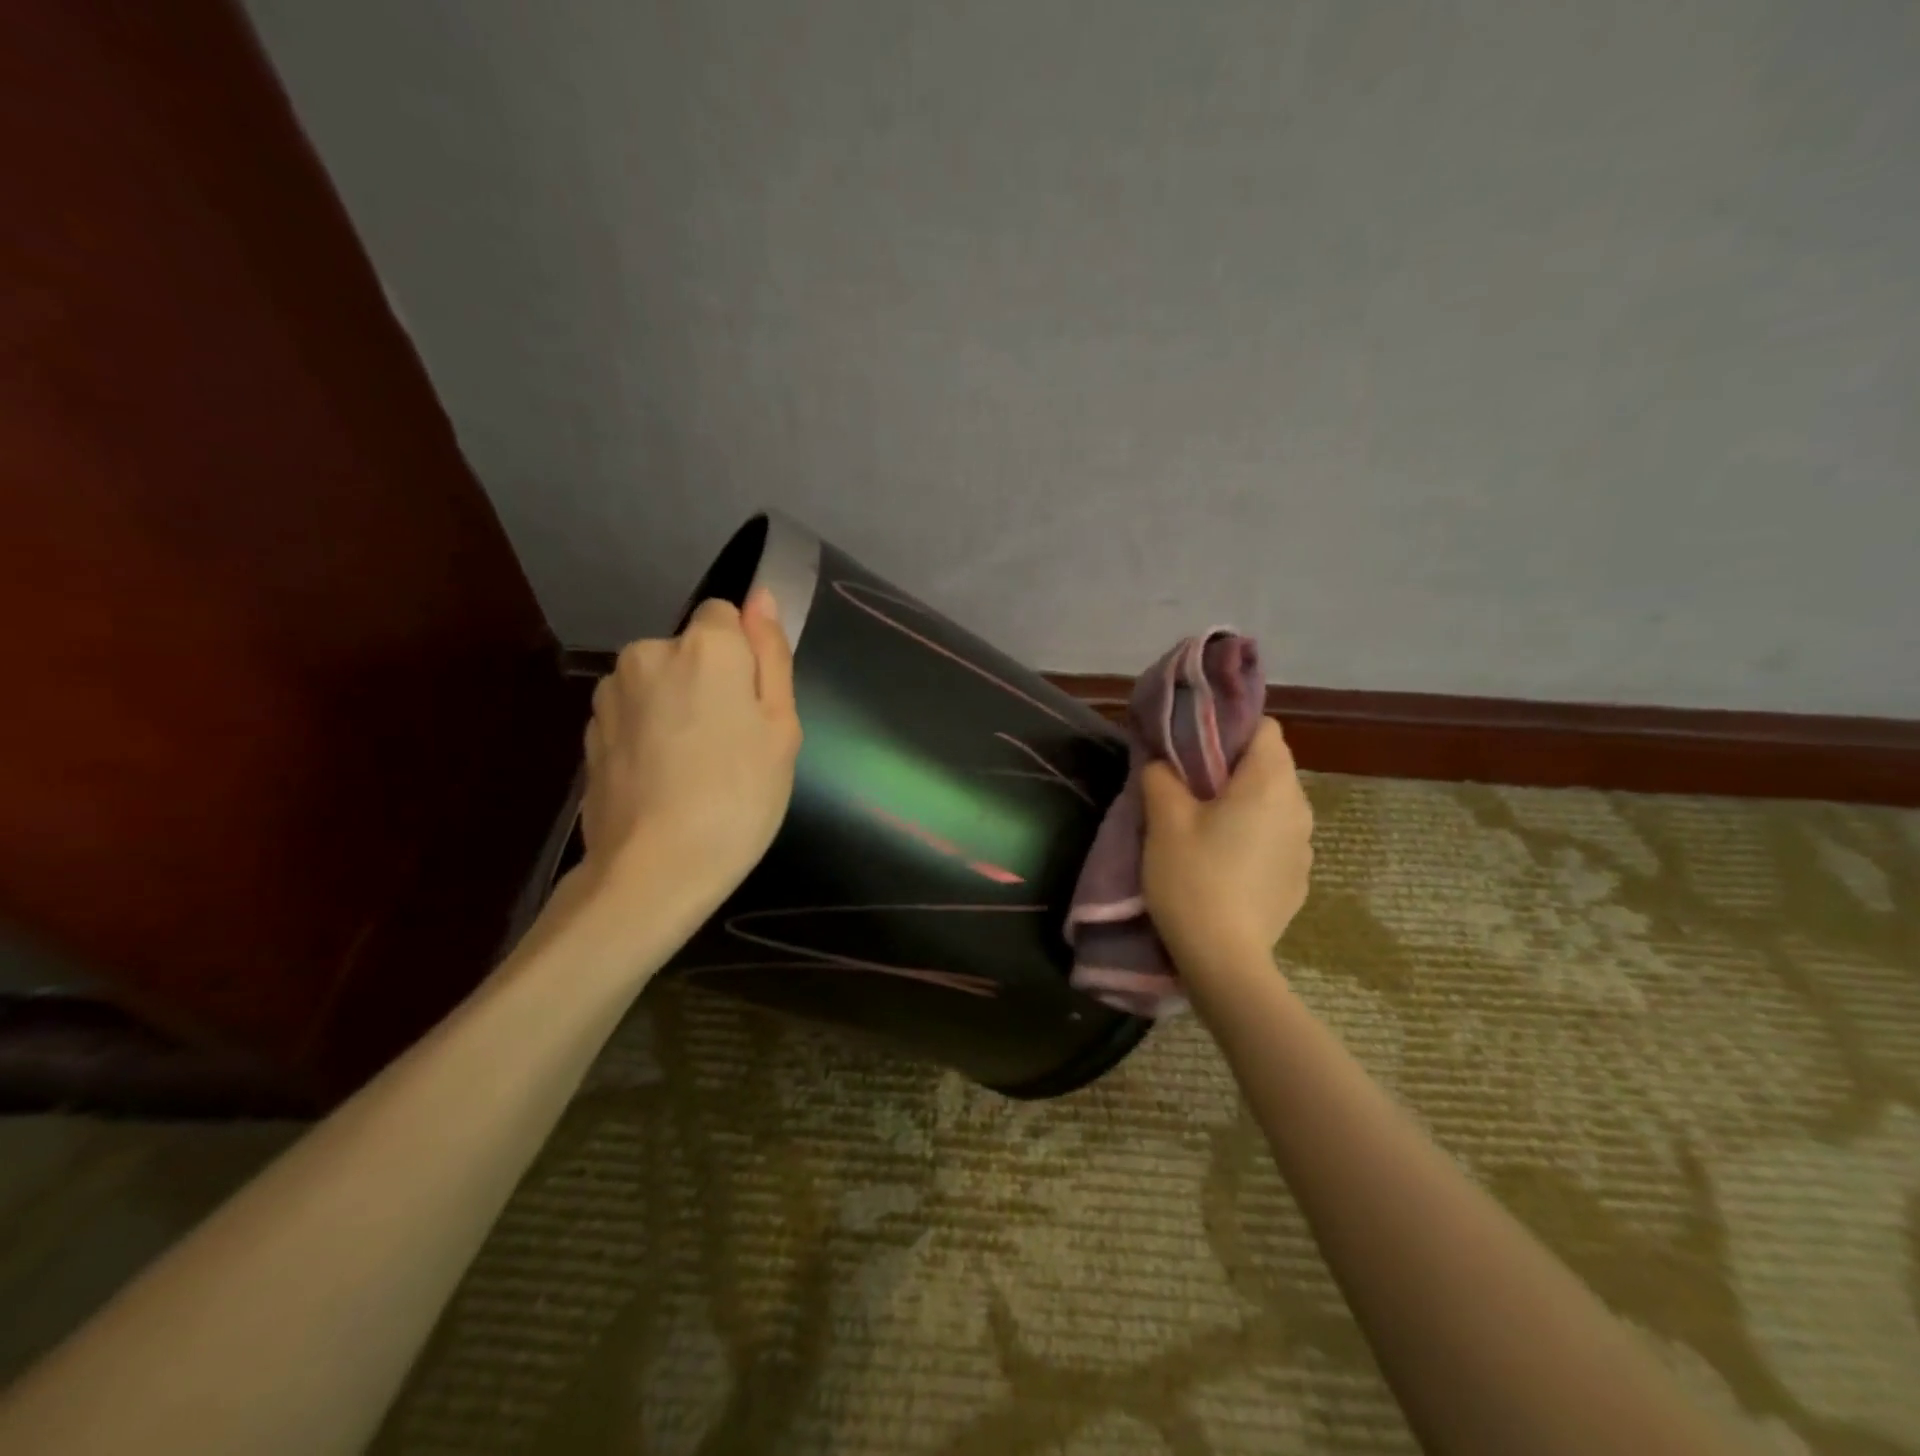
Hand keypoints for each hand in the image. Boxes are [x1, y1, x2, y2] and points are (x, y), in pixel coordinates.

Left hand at [576, 587, 801, 916]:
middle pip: (689, 650)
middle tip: (731, 745)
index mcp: (704, 646)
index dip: (744, 657)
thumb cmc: (739, 797)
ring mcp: (611, 693)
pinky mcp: (590, 731)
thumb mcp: (781, 727)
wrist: (654, 869)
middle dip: (709, 681)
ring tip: (692, 768)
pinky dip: (647, 734)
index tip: (752, 707)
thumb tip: (762, 597)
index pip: (725, 616)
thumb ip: (771, 654)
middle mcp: (648, 653)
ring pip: (657, 682)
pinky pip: (632, 714)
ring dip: (674, 707)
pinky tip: (661, 780)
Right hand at [1140, 718, 1313, 978]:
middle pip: (1271, 765)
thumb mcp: (1164, 821)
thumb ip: (1161, 776)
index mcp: (1269, 783)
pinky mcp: (1299, 878)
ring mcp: (1304, 846)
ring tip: (1205, 826)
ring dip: (1245, 803)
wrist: (1224, 959)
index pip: (1265, 728)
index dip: (1230, 730)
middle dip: (1233, 768)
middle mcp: (1298, 807)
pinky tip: (1225, 863)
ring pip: (1275, 803)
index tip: (1195, 748)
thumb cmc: (1193, 879)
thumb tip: (1163, 762)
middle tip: (1190, 787)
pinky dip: (1255, 837)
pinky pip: (1277, 838)